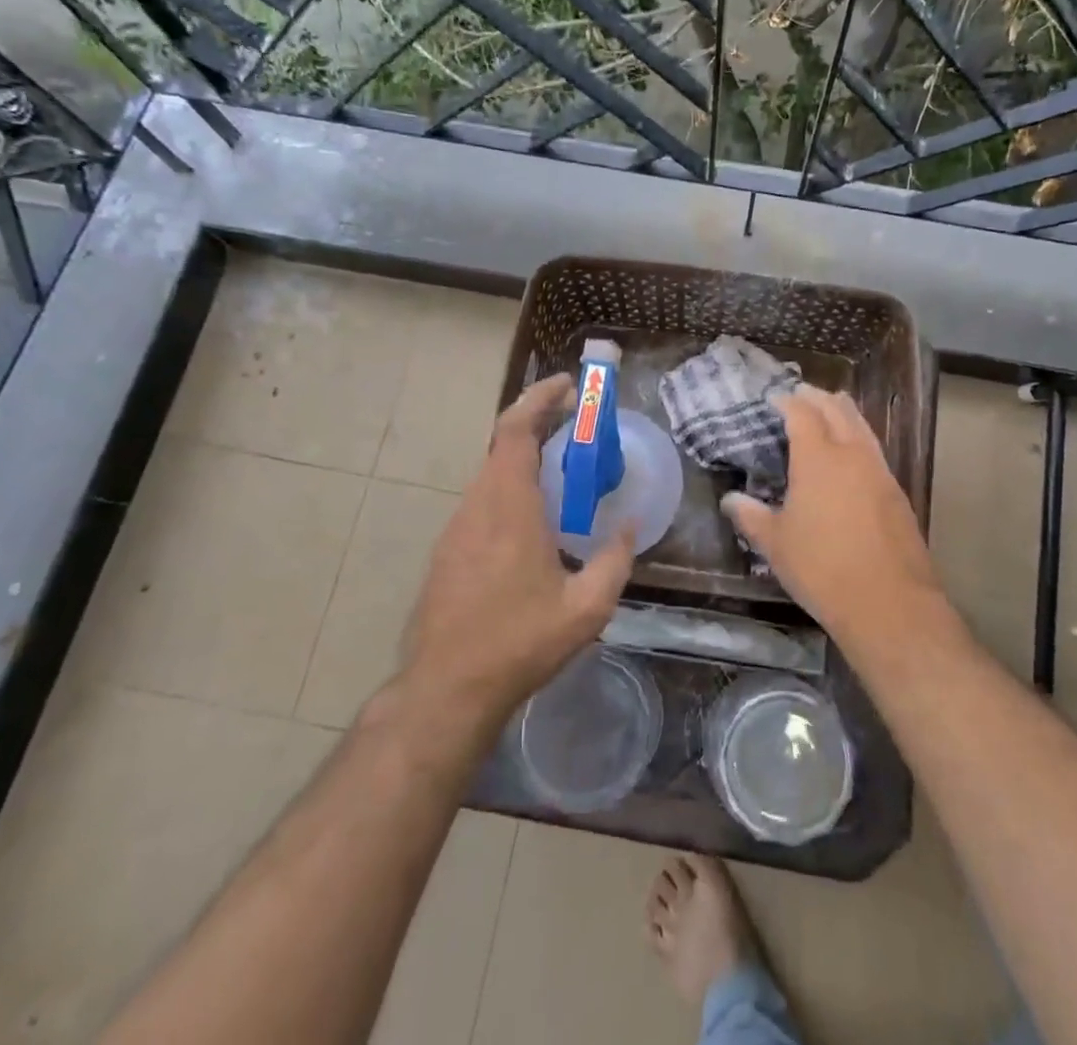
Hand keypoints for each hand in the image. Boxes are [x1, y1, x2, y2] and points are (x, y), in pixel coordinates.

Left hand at [398, 373, 635, 730]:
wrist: (447, 689)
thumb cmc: (519, 643)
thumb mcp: (586, 609)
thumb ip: (615, 560)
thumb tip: (630, 525)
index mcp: (510, 507)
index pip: (516, 430)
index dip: (539, 399)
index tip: (568, 387)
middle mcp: (478, 505)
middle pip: (504, 443)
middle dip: (540, 423)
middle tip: (578, 426)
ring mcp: (457, 526)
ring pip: (492, 472)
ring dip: (526, 458)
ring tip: (564, 471)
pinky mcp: (448, 548)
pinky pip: (483, 499)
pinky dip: (511, 487)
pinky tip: (535, 519)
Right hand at [720, 385, 944, 650]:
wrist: (889, 602)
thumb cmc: (821, 568)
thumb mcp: (775, 544)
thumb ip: (751, 516)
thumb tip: (730, 499)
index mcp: (818, 458)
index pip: (802, 414)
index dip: (787, 401)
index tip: (774, 398)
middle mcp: (852, 454)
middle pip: (837, 410)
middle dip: (818, 397)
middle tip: (802, 393)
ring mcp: (880, 472)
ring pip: (862, 426)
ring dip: (843, 412)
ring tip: (831, 408)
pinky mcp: (897, 493)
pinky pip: (874, 450)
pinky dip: (859, 437)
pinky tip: (853, 454)